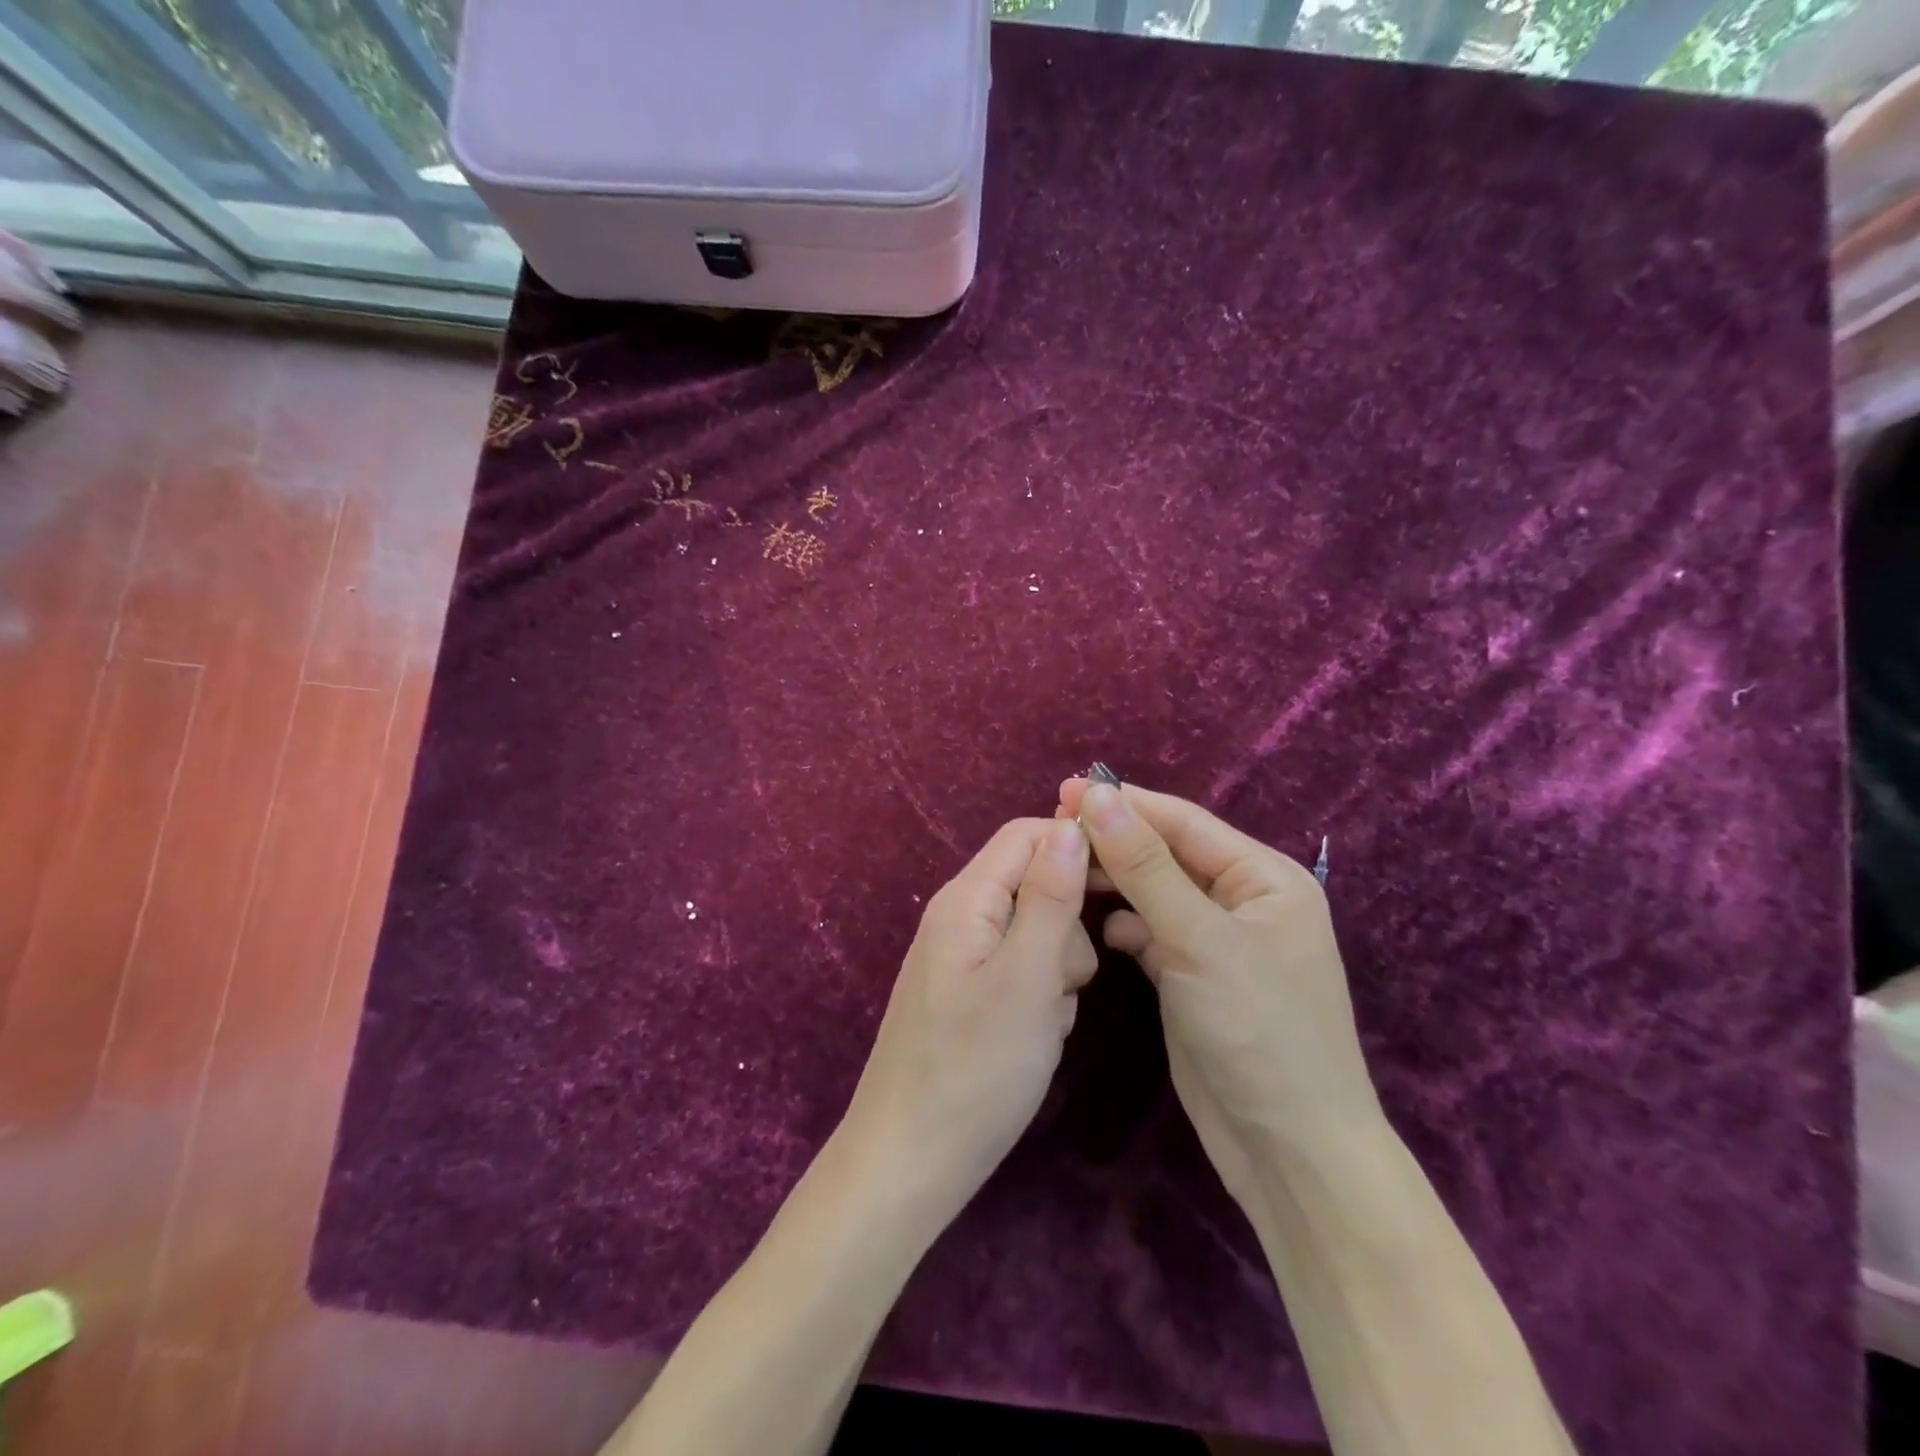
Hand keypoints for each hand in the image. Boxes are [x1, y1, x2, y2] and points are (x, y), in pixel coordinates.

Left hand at [842, 818, 1099, 1220]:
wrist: (910, 1162)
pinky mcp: (970, 995)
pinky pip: (1021, 971)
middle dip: (1068, 924)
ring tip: (1047, 1019)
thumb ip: (1051, 897)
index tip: (1124, 885)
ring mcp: (963, 958)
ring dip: (1058, 968)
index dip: (1077, 846)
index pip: (1027, 834)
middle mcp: (960, 917)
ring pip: (1036, 932)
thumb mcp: (1027, 978)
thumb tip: (1072, 824)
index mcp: (966, 899)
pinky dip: (1041, 995)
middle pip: (1034, 882)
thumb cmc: (974, 1069)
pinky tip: (1035, 1037)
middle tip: (1069, 979)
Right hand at [1059, 778, 1382, 1204]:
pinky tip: (1097, 932)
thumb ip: (1145, 865)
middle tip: (1052, 829)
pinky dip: (1124, 926)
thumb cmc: (1258, 1032)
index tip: (1063, 791)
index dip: (1124, 803)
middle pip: (1167, 853)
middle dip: (1115, 841)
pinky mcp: (1192, 976)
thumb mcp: (1199, 940)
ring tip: (1062, 871)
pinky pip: (1151, 932)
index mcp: (1264, 877)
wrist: (1289, 1155)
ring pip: (1154, 892)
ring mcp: (1216, 941)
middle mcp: (1243, 900)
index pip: (1183, 822)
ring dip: (1114, 881)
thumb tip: (1097, 795)